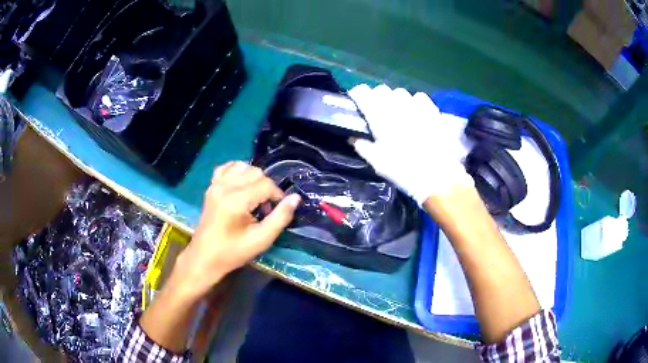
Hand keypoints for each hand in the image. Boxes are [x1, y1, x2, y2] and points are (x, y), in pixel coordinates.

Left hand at [175, 161, 300, 297]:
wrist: (205, 257)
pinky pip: (226, 167)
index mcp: (236, 201)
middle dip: (267, 188)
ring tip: (255, 197)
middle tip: (266, 209)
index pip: (266, 185)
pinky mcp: (211, 187)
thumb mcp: (261, 239)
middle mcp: (225, 187)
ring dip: (254, 178)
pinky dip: (237, 172)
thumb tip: (295, 198)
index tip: (278, 211)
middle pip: (256, 172)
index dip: (278, 195)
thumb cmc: (233, 252)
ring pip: (243, 166)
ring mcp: (215, 185)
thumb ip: (280, 217)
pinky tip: (241, 185)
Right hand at [348, 84, 473, 204]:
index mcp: (378, 116)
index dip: (357, 94)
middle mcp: (396, 104)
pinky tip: (415, 113)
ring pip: (400, 92)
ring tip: (397, 112)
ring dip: (395, 99)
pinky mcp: (432, 109)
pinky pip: (418, 97)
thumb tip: (352, 137)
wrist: (437, 175)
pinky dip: (413, 102)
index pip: (362, 92)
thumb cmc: (403, 170)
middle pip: (381, 89)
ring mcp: (415, 105)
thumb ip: (362, 146)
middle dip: (376, 97)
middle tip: (377, 111)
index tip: (357, 101)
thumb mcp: (377, 162)